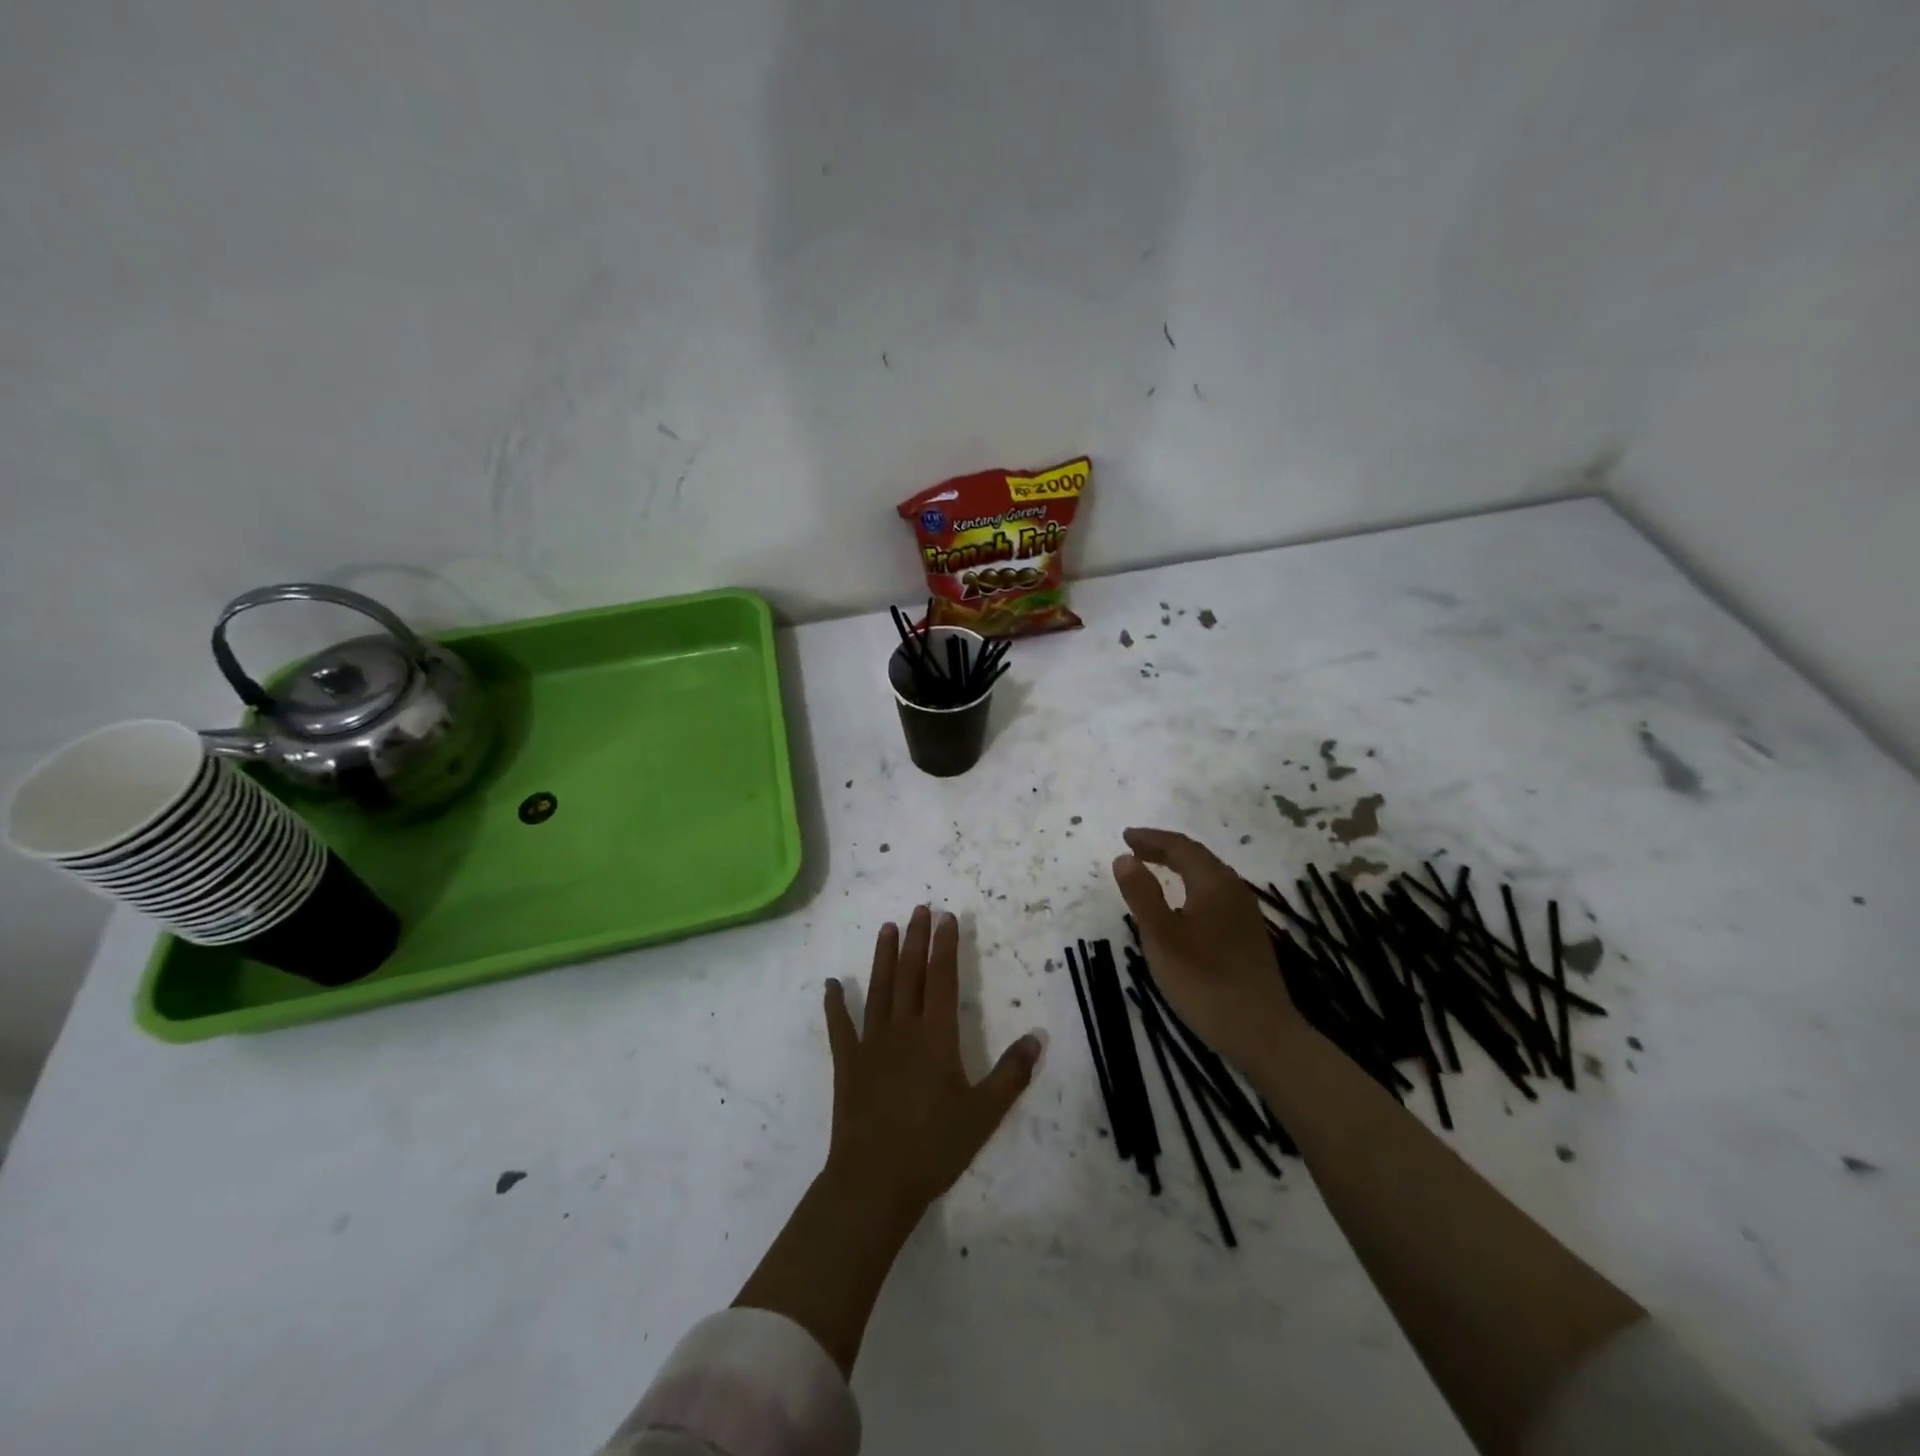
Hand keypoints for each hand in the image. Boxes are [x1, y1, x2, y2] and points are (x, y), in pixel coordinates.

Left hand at [822, 906, 1042, 1225]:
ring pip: (879, 989)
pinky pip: (840, 1026)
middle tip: (920, 908)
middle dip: (916, 939)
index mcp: (936, 1036)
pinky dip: (835, 1003)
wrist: (875, 1180)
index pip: (942, 979)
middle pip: (910, 974)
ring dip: (884, 957)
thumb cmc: (934, 1146)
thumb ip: (1011, 1074)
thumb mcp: (984, 1113)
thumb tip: (1036, 1039)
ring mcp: (871, 1043)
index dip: (945, 946)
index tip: (947, 917)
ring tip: (887, 928)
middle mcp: (903, 1029)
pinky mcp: (847, 1063)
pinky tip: (832, 983)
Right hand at [1111, 828, 1300, 1073]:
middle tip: (1135, 849)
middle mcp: (1234, 890)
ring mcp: (1245, 914)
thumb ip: (1141, 893)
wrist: (1260, 1032)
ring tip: (1154, 870)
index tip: (1125, 837)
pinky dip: (1191, 886)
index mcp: (1214, 883)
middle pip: (1198, 857)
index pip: (1180, 847)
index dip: (1151, 839)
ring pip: (1209, 876)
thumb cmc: (1203, 980)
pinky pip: (1215, 895)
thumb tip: (1124, 858)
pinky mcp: (1248, 936)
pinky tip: (1182, 906)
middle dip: (1165, 849)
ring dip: (1179, 867)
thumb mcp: (1161, 936)